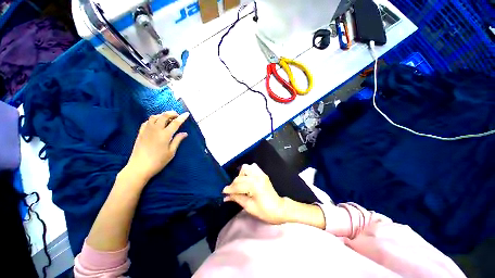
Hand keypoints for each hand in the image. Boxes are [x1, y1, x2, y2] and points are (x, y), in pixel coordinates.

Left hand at [126, 111, 189, 182]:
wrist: (139, 167)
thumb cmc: (158, 161)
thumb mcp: (171, 152)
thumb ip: (177, 140)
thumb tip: (185, 133)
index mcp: (165, 134)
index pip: (175, 123)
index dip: (182, 117)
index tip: (187, 114)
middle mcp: (155, 129)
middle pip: (164, 116)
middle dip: (172, 113)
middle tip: (177, 115)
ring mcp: (146, 130)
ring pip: (154, 116)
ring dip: (162, 115)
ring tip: (168, 119)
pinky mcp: (140, 132)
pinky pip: (147, 121)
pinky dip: (153, 119)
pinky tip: (156, 123)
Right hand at [223, 164, 286, 223]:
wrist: (280, 209)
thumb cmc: (265, 211)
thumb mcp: (249, 207)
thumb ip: (237, 198)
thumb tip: (226, 197)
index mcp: (254, 185)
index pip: (238, 185)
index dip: (229, 189)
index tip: (223, 193)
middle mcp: (257, 176)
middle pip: (240, 177)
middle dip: (233, 184)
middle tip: (231, 192)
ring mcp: (261, 174)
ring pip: (246, 168)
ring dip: (240, 176)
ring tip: (240, 185)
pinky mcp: (263, 174)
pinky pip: (253, 167)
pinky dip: (247, 172)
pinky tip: (246, 179)